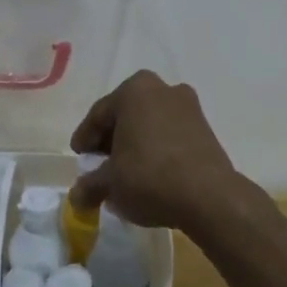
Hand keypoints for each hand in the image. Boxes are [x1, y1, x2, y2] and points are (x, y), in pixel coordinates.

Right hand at [69, 70, 244, 230]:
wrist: (209, 197)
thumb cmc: (149, 178)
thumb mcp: (110, 183)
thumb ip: (90, 185)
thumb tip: (77, 196)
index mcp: (134, 91)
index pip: (99, 114)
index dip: (85, 138)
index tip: (79, 157)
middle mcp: (162, 89)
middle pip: (125, 115)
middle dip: (111, 139)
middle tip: (99, 164)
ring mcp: (188, 106)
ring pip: (149, 124)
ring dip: (135, 144)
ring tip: (124, 171)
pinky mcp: (205, 128)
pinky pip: (170, 134)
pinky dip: (156, 149)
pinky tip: (150, 172)